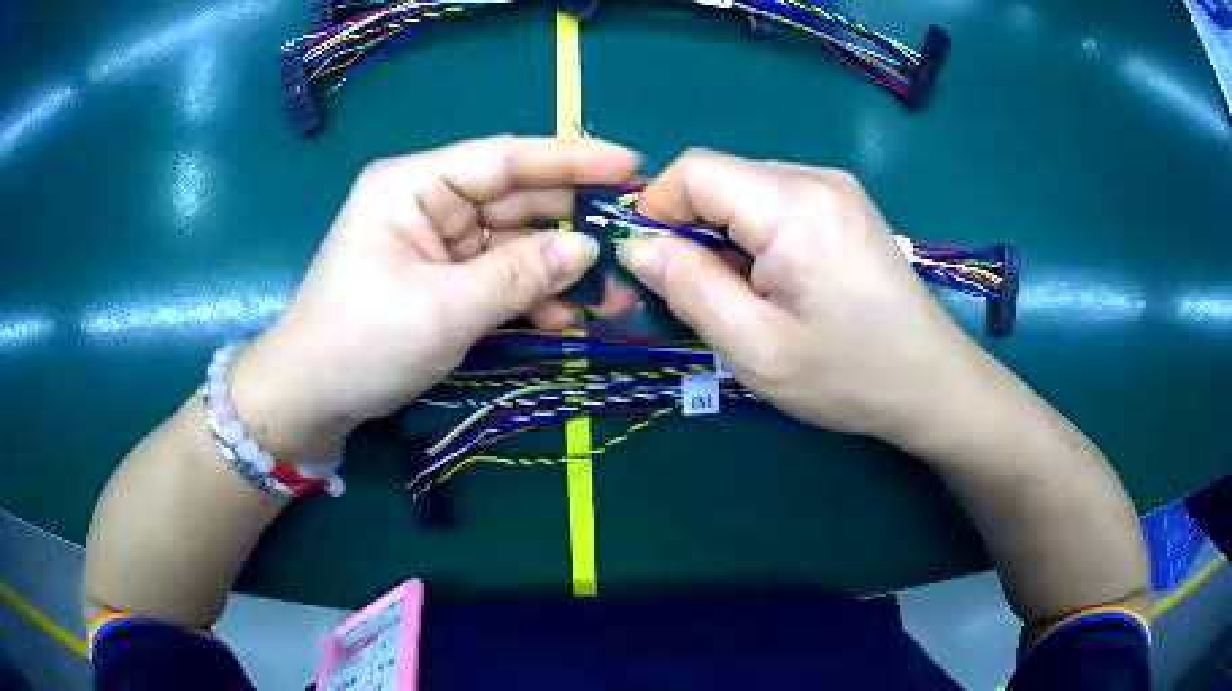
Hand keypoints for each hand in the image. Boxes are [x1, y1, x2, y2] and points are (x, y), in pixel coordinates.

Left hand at [229, 136, 641, 459]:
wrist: (311, 400)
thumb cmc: (360, 343)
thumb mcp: (443, 310)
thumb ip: (519, 275)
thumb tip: (588, 248)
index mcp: (414, 185)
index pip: (503, 158)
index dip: (571, 160)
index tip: (631, 166)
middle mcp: (428, 202)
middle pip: (515, 201)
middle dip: (572, 229)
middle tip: (632, 248)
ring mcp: (437, 243)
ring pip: (513, 244)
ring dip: (558, 272)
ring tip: (611, 301)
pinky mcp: (442, 279)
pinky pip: (498, 277)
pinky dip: (531, 297)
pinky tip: (566, 321)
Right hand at [616, 149, 983, 444]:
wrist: (931, 382)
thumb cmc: (848, 375)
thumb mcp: (756, 348)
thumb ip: (690, 288)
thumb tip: (636, 246)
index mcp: (794, 206)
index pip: (694, 170)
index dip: (657, 209)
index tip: (651, 264)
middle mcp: (816, 178)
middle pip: (720, 177)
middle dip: (690, 227)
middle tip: (694, 292)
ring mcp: (836, 188)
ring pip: (745, 190)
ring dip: (723, 234)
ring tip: (741, 293)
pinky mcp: (845, 205)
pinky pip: (776, 202)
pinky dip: (754, 235)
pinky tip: (774, 281)